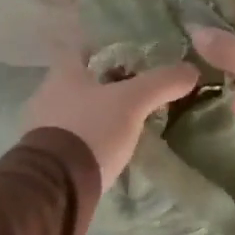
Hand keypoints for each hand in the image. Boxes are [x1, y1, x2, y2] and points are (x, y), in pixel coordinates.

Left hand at [22, 52, 198, 185]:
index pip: (81, 49)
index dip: (104, 49)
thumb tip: (191, 70)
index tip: (129, 57)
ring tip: (126, 122)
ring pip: (75, 111)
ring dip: (96, 114)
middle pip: (79, 81)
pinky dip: (89, 139)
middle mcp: (47, 94)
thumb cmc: (90, 130)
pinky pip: (71, 139)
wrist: (56, 185)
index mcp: (63, 73)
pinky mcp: (46, 156)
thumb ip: (161, 83)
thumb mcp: (132, 102)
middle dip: (104, 85)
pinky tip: (108, 148)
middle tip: (134, 92)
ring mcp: (43, 127)